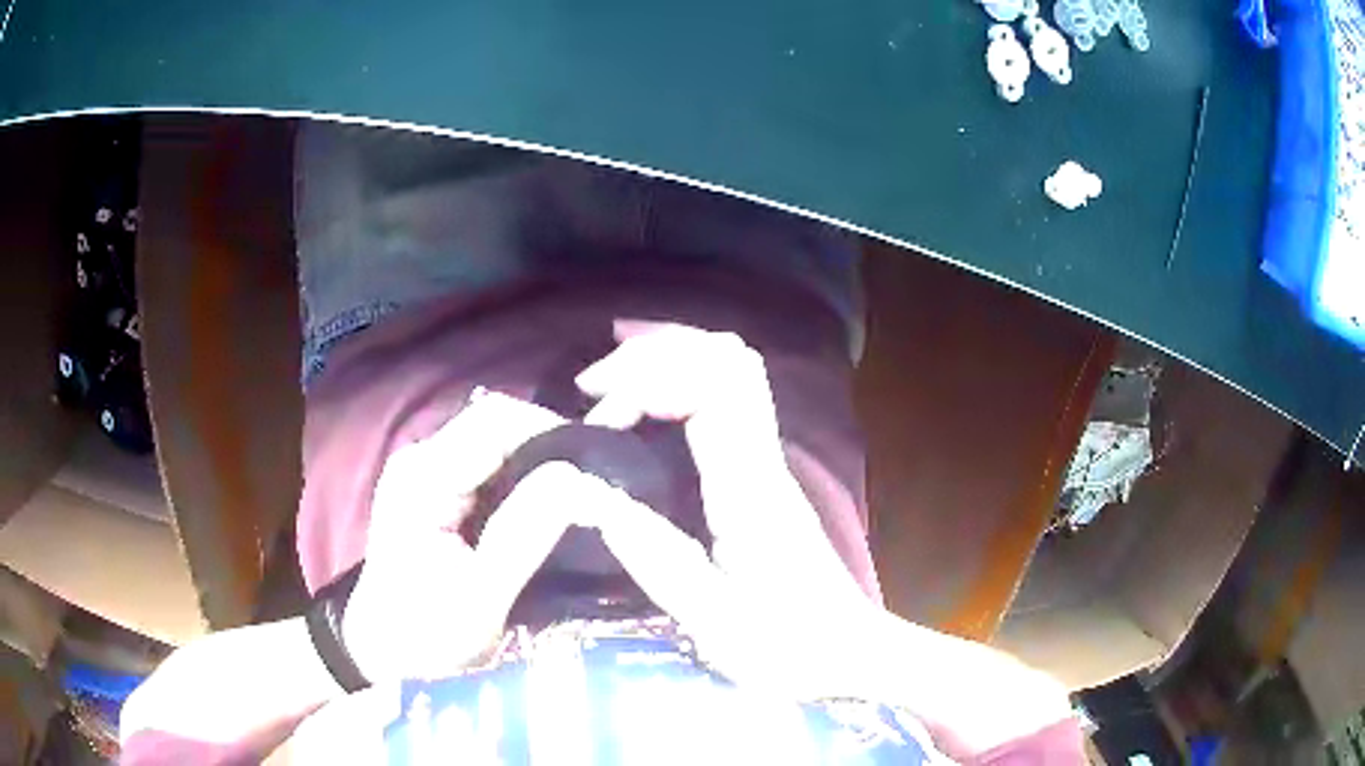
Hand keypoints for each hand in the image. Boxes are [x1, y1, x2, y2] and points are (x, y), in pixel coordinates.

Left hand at [341, 390, 573, 683]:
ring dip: (539, 458)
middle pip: (496, 422)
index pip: (496, 421)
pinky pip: (489, 461)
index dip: (553, 432)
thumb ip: (525, 534)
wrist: (385, 650)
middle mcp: (421, 458)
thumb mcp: (481, 597)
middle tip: (596, 483)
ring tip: (580, 492)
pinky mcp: (435, 486)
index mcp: (423, 478)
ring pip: (496, 439)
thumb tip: (583, 479)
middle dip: (550, 444)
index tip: (598, 467)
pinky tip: (548, 503)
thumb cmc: (427, 635)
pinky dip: (523, 474)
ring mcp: (426, 469)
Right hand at [573, 321, 878, 698]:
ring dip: (667, 363)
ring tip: (608, 391)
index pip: (713, 388)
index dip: (649, 379)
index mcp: (750, 489)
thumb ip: (657, 560)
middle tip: (591, 387)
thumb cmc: (789, 647)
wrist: (850, 651)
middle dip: (653, 354)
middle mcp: (763, 459)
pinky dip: (678, 386)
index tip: (596, 412)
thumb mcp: (716, 623)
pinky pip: (724, 400)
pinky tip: (643, 411)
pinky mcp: (761, 473)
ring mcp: (767, 460)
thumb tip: (591, 497)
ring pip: (731, 370)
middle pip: (726, 359)